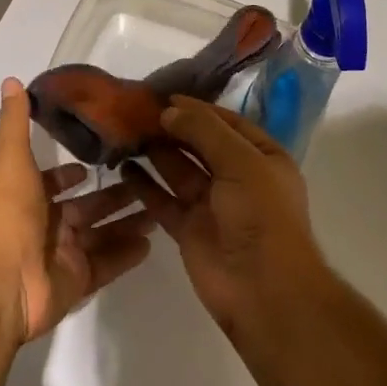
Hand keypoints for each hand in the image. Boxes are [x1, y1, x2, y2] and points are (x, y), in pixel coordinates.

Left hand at [0, 77, 156, 343]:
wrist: (1, 280)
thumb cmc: (7, 213)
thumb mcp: (11, 158)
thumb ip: (14, 121)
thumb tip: (11, 81)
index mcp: (28, 195)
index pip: (54, 181)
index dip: (73, 172)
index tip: (102, 158)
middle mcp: (45, 223)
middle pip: (86, 206)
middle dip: (113, 193)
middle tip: (148, 179)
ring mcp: (63, 254)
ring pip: (102, 233)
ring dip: (127, 220)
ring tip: (160, 207)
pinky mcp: (78, 281)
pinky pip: (107, 264)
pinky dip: (127, 254)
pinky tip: (152, 241)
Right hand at [123, 96, 326, 334]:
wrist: (263, 289)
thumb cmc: (261, 215)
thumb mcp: (241, 161)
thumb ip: (204, 131)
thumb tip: (169, 110)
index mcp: (262, 158)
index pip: (227, 123)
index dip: (197, 108)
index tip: (163, 96)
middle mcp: (238, 177)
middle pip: (200, 144)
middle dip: (173, 128)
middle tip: (136, 111)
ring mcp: (212, 204)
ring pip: (178, 169)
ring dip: (156, 152)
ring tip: (125, 132)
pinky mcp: (188, 228)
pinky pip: (163, 199)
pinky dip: (144, 184)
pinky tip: (123, 167)